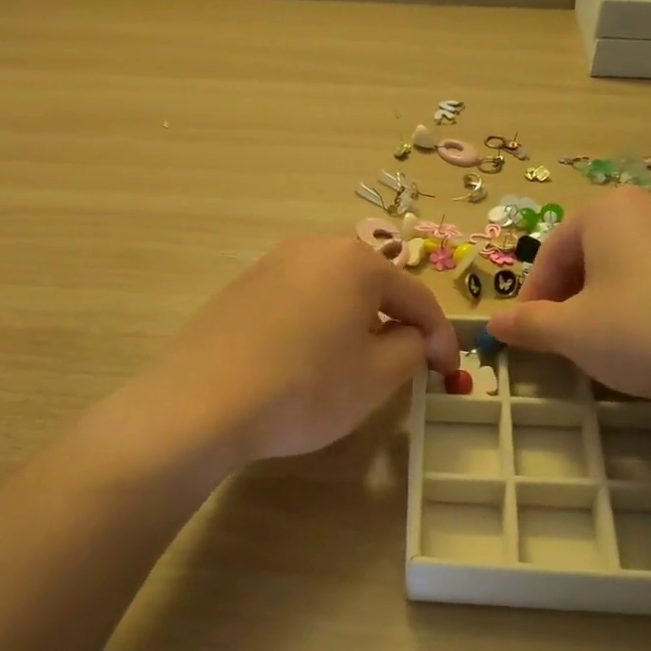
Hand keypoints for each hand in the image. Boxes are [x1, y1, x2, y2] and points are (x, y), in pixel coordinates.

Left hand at [134, 237, 460, 465]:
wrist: (201, 402)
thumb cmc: (305, 388)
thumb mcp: (377, 376)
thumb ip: (412, 348)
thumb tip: (411, 336)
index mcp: (357, 261)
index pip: (417, 298)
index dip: (440, 338)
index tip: (449, 373)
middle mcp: (314, 248)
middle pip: (374, 285)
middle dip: (397, 322)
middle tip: (406, 362)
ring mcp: (272, 263)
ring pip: (335, 290)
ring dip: (357, 321)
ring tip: (358, 361)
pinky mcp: (242, 287)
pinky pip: (299, 299)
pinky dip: (318, 323)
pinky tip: (308, 358)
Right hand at [487, 189, 650, 421]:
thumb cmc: (640, 333)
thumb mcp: (570, 332)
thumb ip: (527, 323)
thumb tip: (493, 323)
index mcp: (609, 210)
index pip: (552, 252)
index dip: (532, 295)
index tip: (526, 332)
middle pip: (589, 253)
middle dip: (567, 296)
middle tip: (560, 338)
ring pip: (625, 265)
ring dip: (600, 300)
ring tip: (599, 341)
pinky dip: (639, 302)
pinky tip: (643, 338)